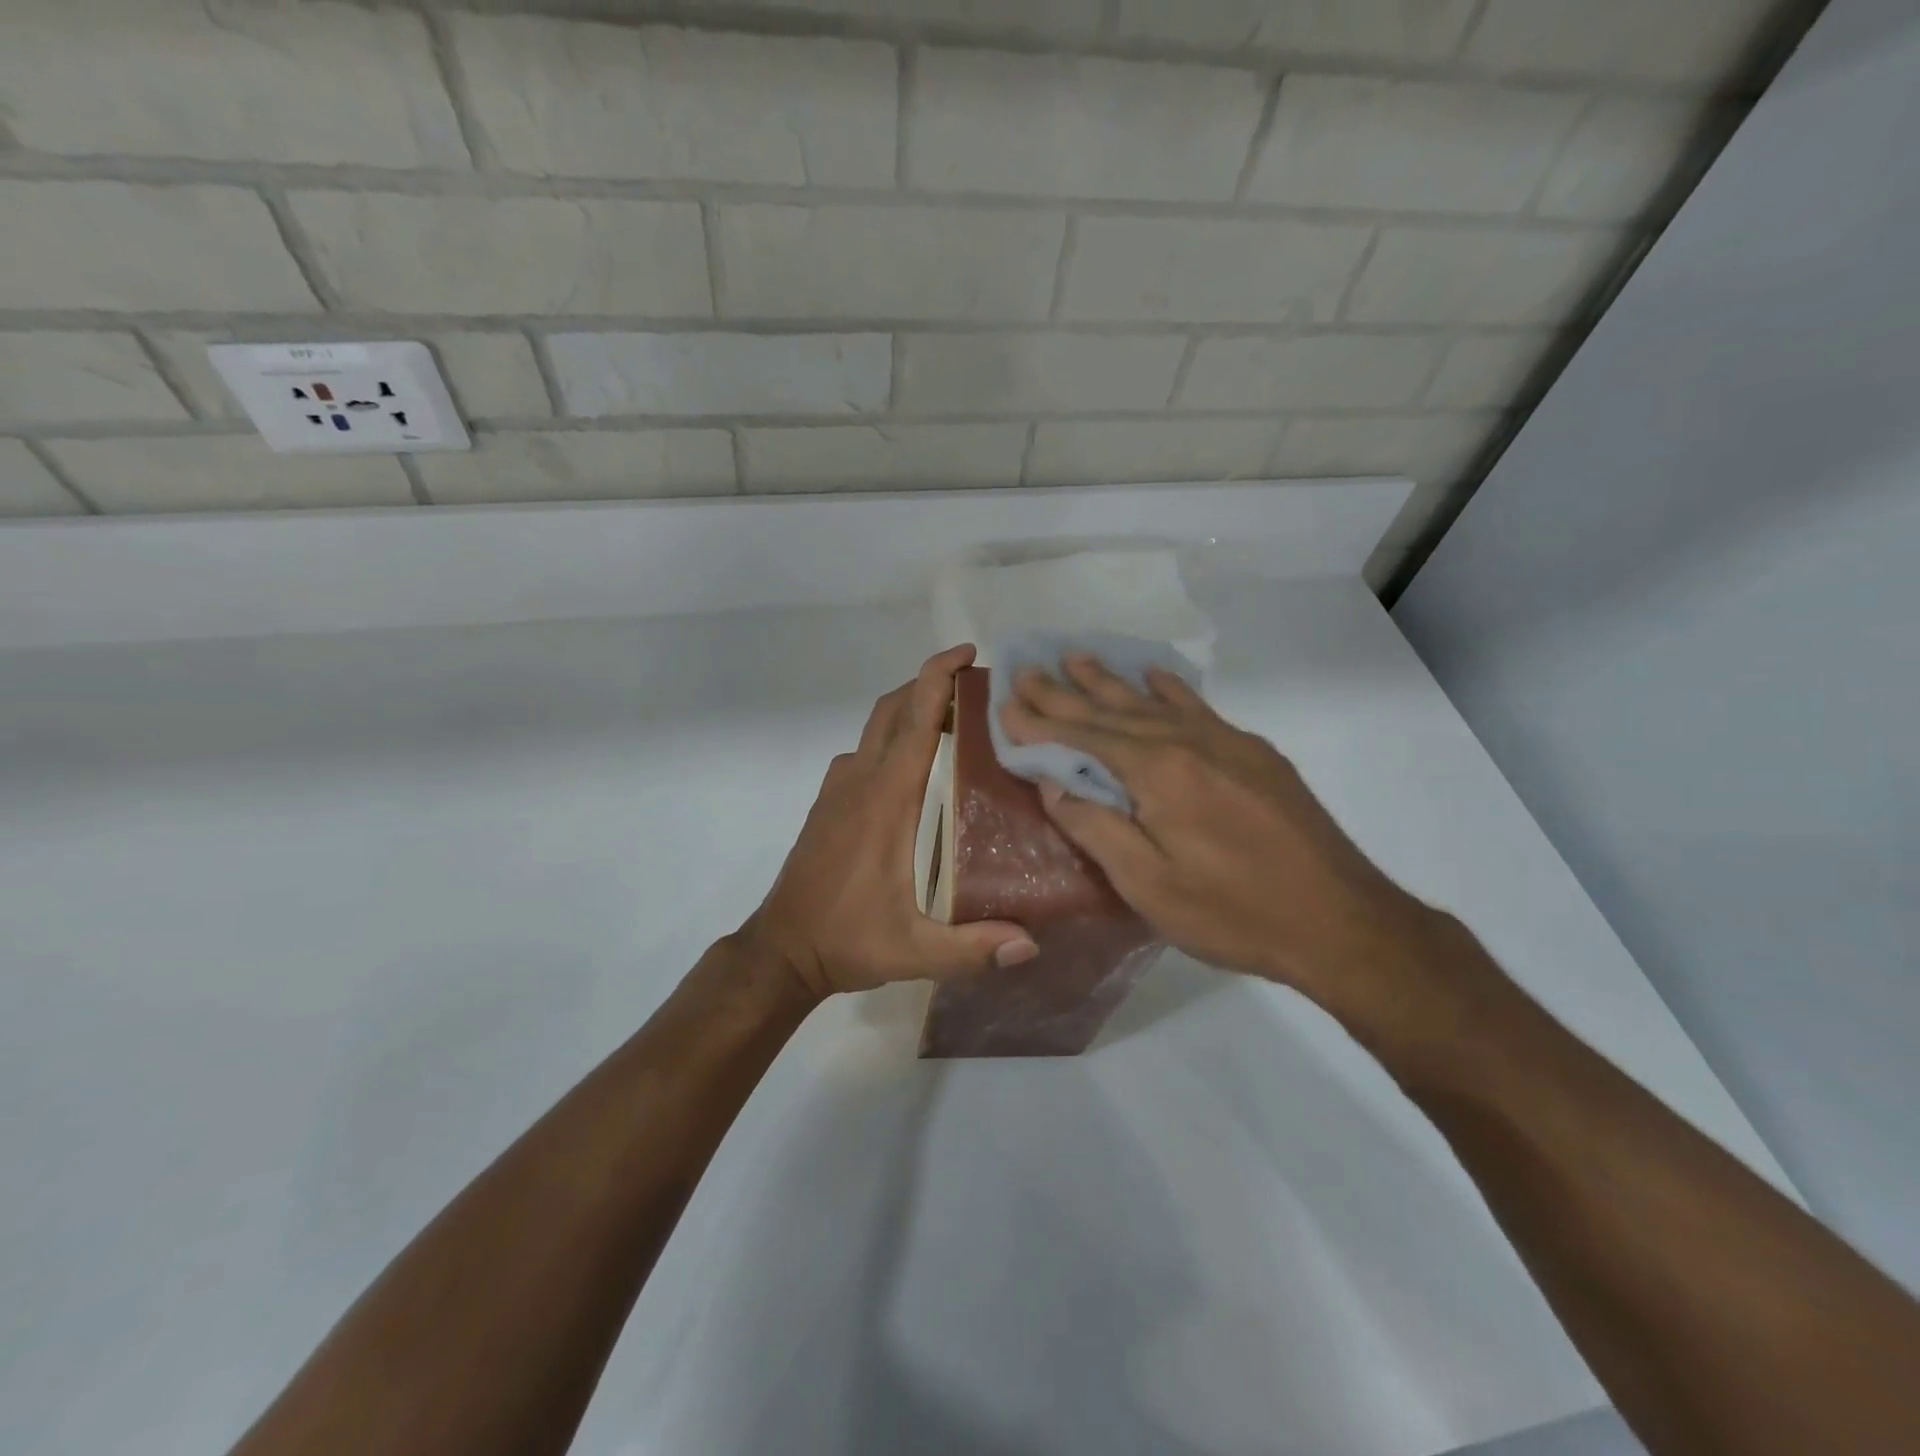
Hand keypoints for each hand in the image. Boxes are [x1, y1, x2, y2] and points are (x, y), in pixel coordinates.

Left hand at [742, 645, 1038, 998]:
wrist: (782, 949)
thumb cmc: (848, 940)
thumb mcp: (915, 952)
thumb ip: (973, 948)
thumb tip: (1031, 945)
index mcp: (886, 800)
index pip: (915, 721)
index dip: (938, 677)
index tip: (968, 653)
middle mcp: (860, 781)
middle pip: (893, 709)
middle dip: (930, 684)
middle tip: (976, 689)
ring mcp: (838, 788)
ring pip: (876, 727)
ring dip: (911, 710)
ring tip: (956, 723)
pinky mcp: (828, 802)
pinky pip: (864, 752)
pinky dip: (892, 737)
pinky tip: (917, 768)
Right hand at [999, 654, 1450, 1021]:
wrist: (1342, 922)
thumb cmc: (1234, 912)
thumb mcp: (1148, 885)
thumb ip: (1095, 828)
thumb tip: (1052, 784)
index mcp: (1158, 773)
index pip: (1084, 736)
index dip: (1041, 721)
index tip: (1006, 701)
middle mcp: (1189, 742)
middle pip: (1113, 710)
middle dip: (1066, 691)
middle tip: (1029, 669)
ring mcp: (1227, 743)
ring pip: (1154, 702)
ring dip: (1111, 681)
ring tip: (1078, 658)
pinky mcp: (1255, 755)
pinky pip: (1198, 707)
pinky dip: (1170, 689)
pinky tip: (1155, 676)